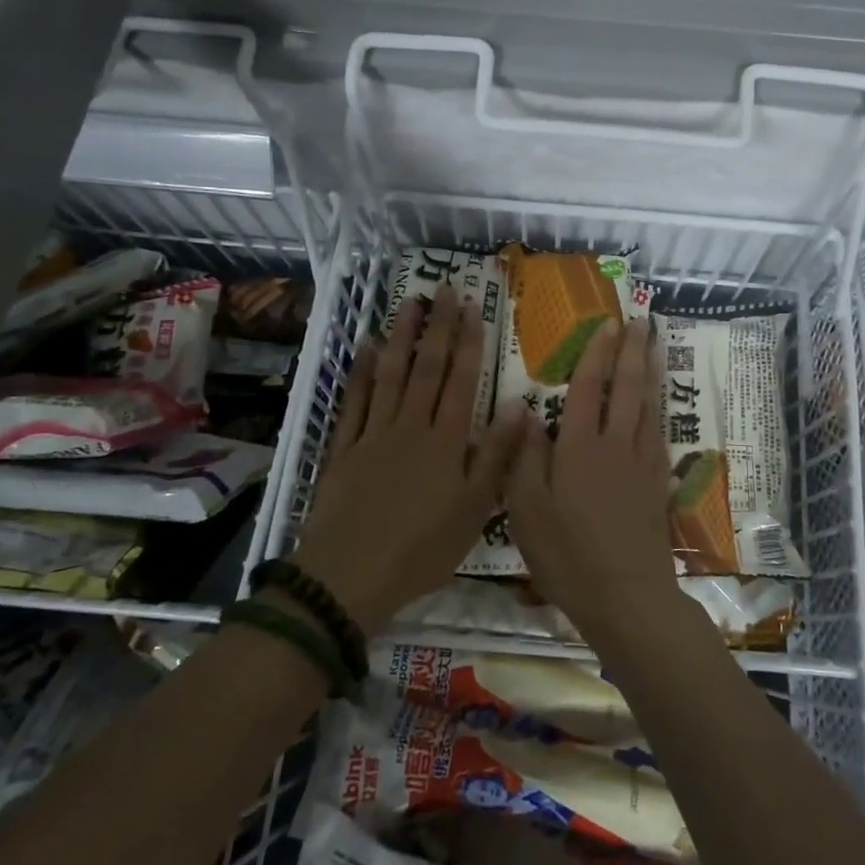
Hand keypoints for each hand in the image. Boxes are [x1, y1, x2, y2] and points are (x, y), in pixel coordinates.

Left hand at [291, 286, 524, 632]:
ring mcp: (374, 433)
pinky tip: (364, 348)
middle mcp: (411, 425)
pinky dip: (359, 373)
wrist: (351, 574)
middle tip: (444, 289)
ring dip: (401, 337)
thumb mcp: (476, 509)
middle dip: (438, 327)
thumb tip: (520, 407)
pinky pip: (354, 402)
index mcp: (446, 440)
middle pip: (427, 368)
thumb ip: (498, 455)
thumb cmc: (423, 548)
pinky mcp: (344, 448)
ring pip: (390, 375)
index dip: (468, 341)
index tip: (472, 306)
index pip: (461, 379)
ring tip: (408, 304)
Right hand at [505, 317, 683, 646]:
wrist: (626, 597)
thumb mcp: (526, 511)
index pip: (588, 389)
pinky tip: (657, 407)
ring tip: (654, 347)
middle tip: (641, 321)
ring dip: (650, 372)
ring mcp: (641, 464)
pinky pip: (658, 434)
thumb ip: (524, 458)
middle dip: (633, 352)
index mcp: (579, 448)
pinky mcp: (657, 485)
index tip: (607, 326)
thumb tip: (525, 412)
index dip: (597, 355)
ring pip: (648, 407)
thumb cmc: (567, 555)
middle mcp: (615, 445)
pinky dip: (658, 410)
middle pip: (627, 388)